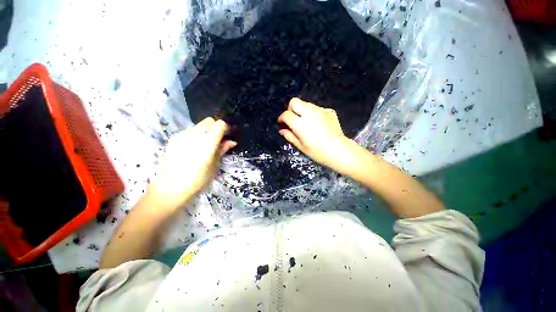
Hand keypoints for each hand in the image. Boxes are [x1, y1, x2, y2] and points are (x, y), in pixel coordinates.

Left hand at [149, 118, 235, 209]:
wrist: (171, 187)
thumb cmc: (198, 179)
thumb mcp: (215, 165)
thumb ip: (223, 149)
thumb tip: (232, 141)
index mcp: (208, 142)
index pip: (220, 124)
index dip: (226, 128)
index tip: (227, 135)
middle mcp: (194, 134)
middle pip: (209, 121)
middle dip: (216, 127)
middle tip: (218, 139)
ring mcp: (182, 135)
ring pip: (198, 125)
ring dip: (206, 130)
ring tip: (205, 144)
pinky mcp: (173, 138)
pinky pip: (189, 131)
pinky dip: (195, 135)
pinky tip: (193, 147)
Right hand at [278, 98, 357, 171]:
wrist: (339, 150)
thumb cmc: (318, 152)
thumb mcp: (301, 146)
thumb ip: (289, 136)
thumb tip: (282, 130)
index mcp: (300, 124)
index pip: (286, 114)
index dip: (282, 118)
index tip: (282, 123)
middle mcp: (309, 113)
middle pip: (294, 102)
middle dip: (290, 109)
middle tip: (293, 119)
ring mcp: (320, 110)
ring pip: (306, 104)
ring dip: (302, 111)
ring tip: (306, 123)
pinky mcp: (329, 111)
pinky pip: (317, 108)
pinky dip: (313, 114)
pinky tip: (317, 124)